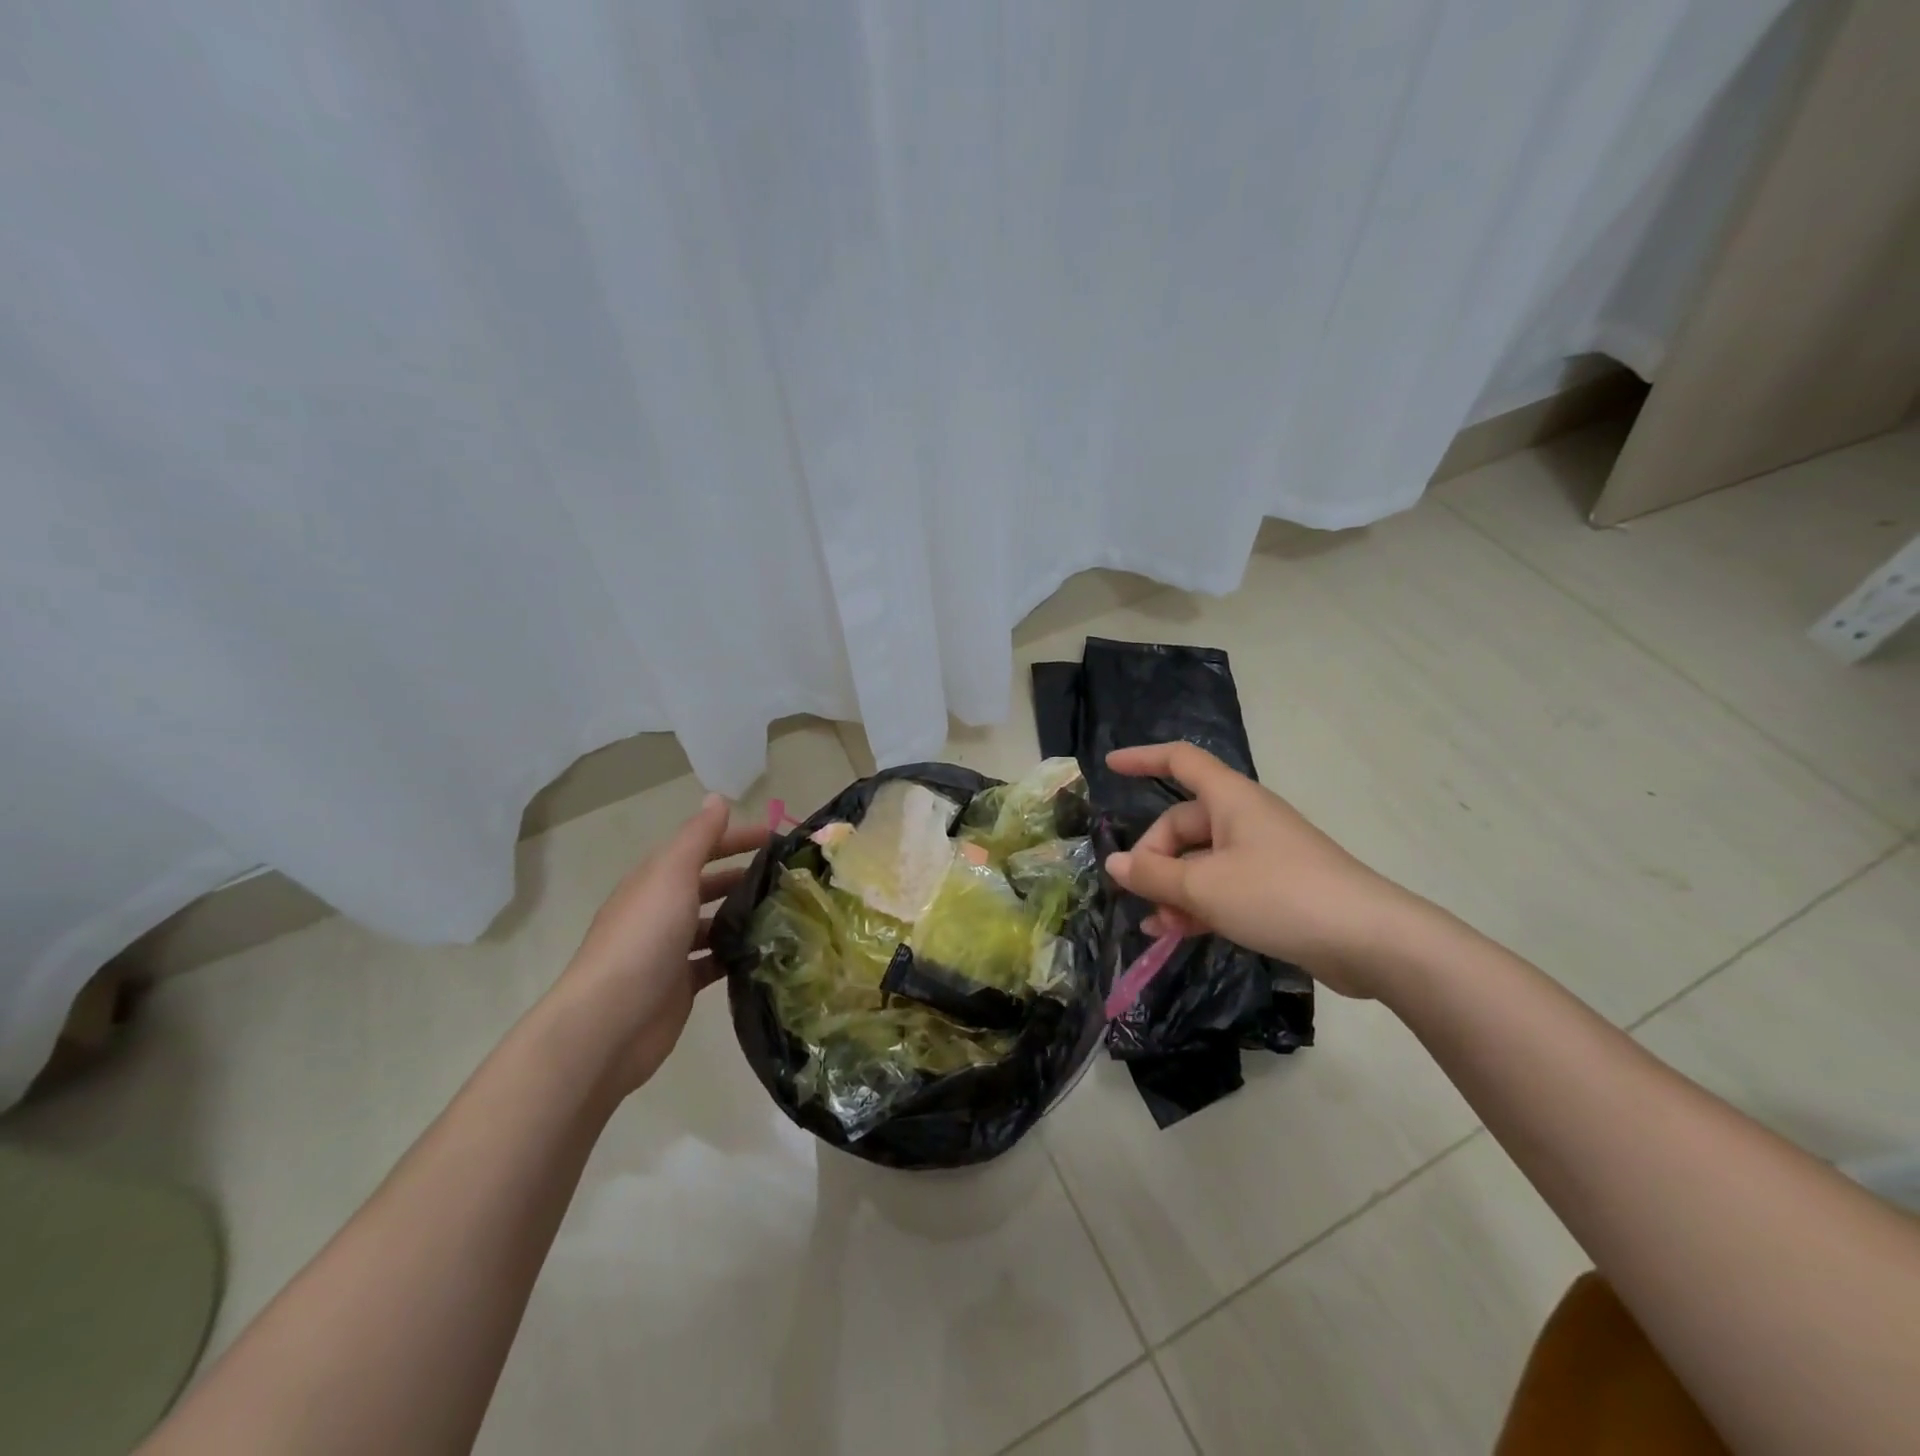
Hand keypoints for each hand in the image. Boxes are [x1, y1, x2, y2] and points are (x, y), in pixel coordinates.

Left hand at [558, 794, 768, 1092]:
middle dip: (745, 876)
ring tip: (787, 914)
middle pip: (709, 884)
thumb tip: (717, 797)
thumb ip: (697, 837)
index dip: (737, 838)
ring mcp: (670, 951)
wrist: (610, 1023)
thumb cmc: (643, 938)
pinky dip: (738, 954)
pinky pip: (716, 962)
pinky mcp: (681, 985)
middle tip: (790, 878)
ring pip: (715, 924)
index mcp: (655, 880)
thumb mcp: (671, 875)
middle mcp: (661, 911)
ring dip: (744, 916)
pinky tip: (768, 952)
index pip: (701, 847)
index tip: (778, 839)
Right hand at [1102, 742, 1428, 998]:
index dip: (1143, 758)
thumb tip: (1115, 865)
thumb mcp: (1204, 886)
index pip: (1180, 761)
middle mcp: (1245, 819)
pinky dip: (1198, 905)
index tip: (1110, 766)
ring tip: (1156, 925)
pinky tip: (1176, 934)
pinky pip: (1222, 886)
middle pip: (1183, 824)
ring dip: (1173, 889)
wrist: (1370, 940)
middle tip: (1140, 895)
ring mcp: (1262, 854)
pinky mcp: (1275, 888)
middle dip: (1155, 858)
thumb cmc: (1279, 895)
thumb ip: (1153, 875)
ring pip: (1200, 861)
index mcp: (1230, 799)